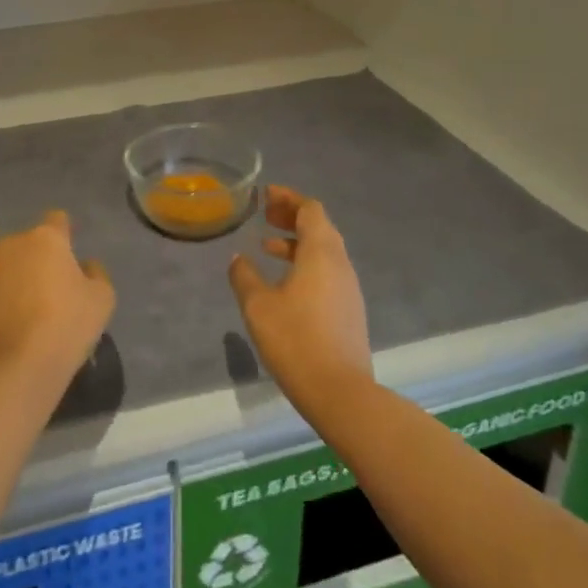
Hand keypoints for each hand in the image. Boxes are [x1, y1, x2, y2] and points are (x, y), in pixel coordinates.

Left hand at [0, 210, 115, 398]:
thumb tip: (84, 265)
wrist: (15, 368)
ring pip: (7, 266)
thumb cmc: (66, 326)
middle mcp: (11, 245)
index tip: (70, 256)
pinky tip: (9, 326)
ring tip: (28, 312)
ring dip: (17, 278)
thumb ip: (96, 273)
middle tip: (52, 291)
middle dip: (39, 260)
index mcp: (46, 239)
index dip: (66, 235)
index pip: (57, 220)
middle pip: (30, 244)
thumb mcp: (102, 299)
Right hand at [229, 185, 372, 412]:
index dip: (289, 198)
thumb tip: (238, 259)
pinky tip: (284, 281)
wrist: (341, 393)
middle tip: (266, 214)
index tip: (266, 195)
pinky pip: (327, 272)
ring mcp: (348, 288)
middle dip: (292, 216)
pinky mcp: (349, 310)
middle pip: (320, 226)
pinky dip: (306, 263)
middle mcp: (340, 263)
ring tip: (268, 245)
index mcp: (321, 252)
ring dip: (298, 242)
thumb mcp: (258, 305)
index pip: (310, 209)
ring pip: (324, 251)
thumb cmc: (296, 340)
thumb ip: (244, 276)